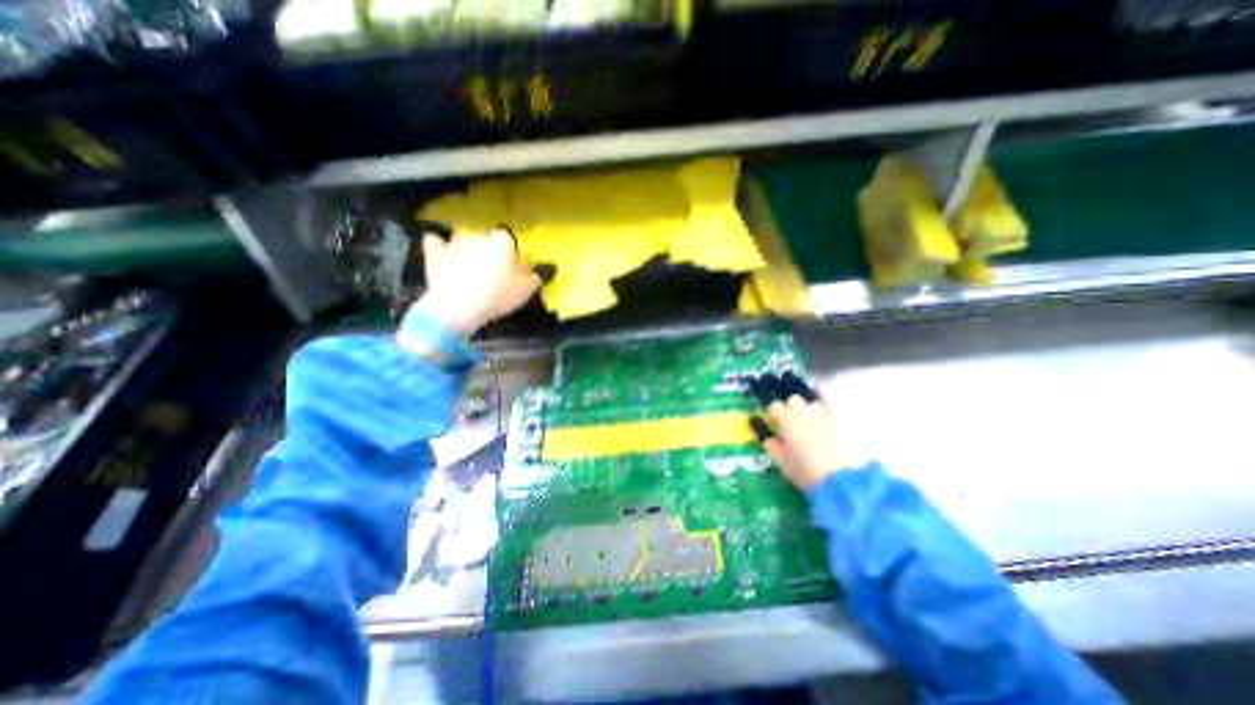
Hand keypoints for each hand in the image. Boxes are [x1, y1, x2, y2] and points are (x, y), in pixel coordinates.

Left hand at [413, 227, 540, 336]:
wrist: (459, 306)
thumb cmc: (499, 294)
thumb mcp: (527, 289)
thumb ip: (535, 276)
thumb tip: (540, 270)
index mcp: (502, 240)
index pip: (510, 240)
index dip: (512, 254)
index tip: (513, 269)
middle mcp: (478, 235)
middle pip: (486, 239)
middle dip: (489, 251)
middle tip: (492, 272)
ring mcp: (454, 242)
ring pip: (463, 239)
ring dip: (467, 249)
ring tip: (469, 267)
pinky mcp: (434, 254)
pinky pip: (435, 242)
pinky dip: (438, 246)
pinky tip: (441, 251)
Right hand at [747, 375, 835, 488]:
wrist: (838, 479)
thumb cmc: (805, 472)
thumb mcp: (782, 462)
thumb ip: (772, 445)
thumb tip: (765, 436)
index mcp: (785, 421)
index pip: (774, 406)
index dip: (773, 412)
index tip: (774, 421)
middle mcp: (801, 412)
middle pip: (792, 399)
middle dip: (790, 406)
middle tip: (792, 420)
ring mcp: (821, 413)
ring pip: (810, 401)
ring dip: (808, 408)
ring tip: (810, 418)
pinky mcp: (837, 419)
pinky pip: (828, 400)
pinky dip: (823, 397)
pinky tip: (821, 393)